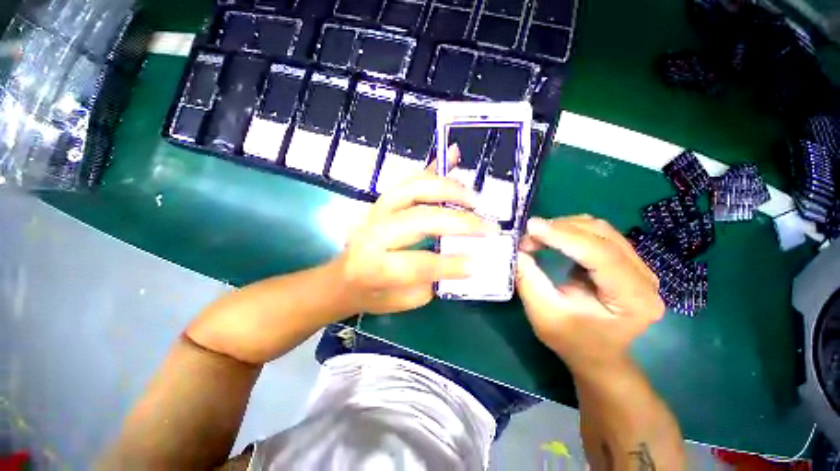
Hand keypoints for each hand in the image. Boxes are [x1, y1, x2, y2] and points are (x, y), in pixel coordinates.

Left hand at [334, 146, 496, 313]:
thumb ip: (432, 281)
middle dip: (458, 221)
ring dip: (449, 189)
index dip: (449, 264)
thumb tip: (464, 258)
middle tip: (488, 227)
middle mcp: (373, 233)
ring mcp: (376, 211)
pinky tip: (452, 156)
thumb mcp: (402, 300)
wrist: (342, 278)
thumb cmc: (372, 294)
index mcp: (373, 266)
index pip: (416, 262)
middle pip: (419, 218)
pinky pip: (410, 179)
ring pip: (414, 189)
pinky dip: (433, 169)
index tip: (477, 263)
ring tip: (474, 199)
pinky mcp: (381, 200)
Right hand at [516, 216, 664, 372]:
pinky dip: (571, 231)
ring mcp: (640, 267)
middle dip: (560, 229)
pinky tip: (553, 238)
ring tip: (537, 236)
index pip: (601, 254)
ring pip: (600, 230)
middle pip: (602, 235)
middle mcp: (645, 278)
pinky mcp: (626, 261)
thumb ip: (529, 280)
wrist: (596, 354)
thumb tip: (518, 250)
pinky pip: (598, 234)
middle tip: (528, 235)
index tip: (530, 228)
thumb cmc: (571, 340)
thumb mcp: (543, 314)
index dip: (564, 236)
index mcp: (633, 299)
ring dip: (564, 227)